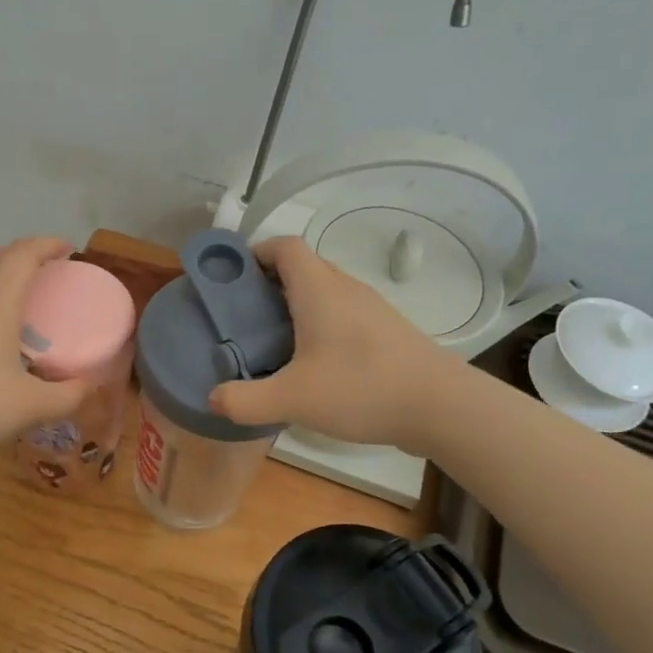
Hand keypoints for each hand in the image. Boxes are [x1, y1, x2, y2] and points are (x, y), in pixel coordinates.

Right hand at [207, 237, 446, 450]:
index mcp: (319, 289)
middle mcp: (345, 289)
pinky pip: (341, 315)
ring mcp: (370, 309)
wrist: (440, 406)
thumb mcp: (292, 399)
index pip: (285, 246)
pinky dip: (318, 326)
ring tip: (271, 342)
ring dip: (294, 307)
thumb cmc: (361, 388)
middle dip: (268, 285)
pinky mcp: (385, 332)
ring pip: (323, 293)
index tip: (232, 279)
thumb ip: (245, 400)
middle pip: (302, 268)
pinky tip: (312, 364)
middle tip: (243, 318)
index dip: (256, 252)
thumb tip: (212, 398)